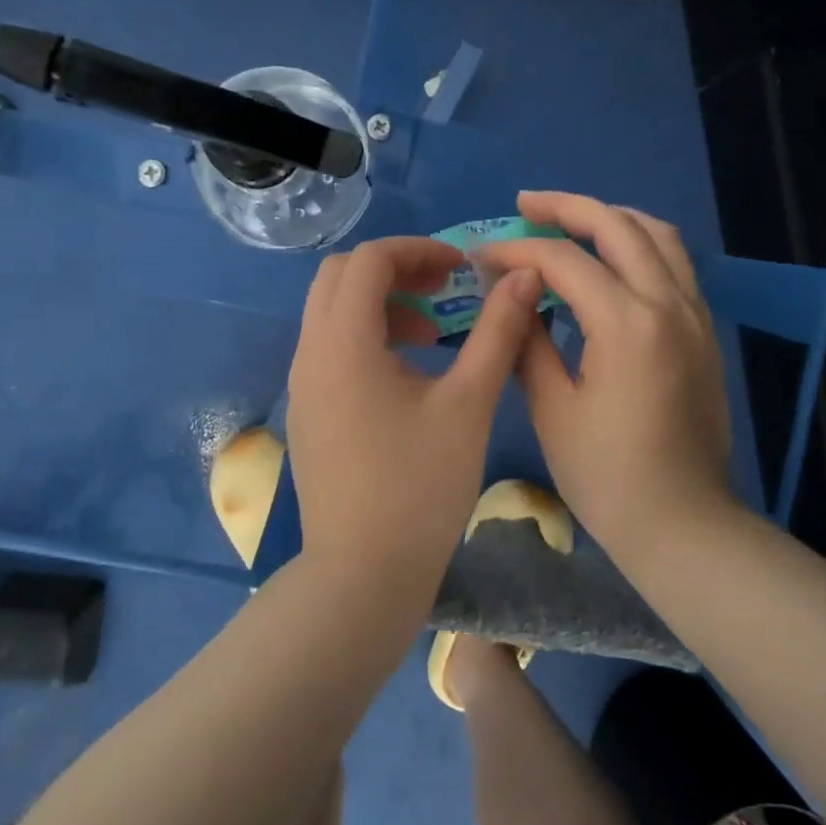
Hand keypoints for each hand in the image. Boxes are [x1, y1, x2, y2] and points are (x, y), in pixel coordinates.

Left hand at [285, 237, 543, 594]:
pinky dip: (366, 335)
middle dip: (395, 269)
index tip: (462, 268)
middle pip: (341, 276)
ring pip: (332, 311)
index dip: (419, 249)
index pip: (370, 259)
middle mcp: (310, 352)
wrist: (363, 575)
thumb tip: (523, 277)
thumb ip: (497, 332)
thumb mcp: (468, 404)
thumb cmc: (420, 487)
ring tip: (433, 331)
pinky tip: (408, 371)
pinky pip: (330, 346)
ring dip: (380, 303)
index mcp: (343, 342)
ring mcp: (302, 383)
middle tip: (444, 288)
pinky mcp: (308, 410)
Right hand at [476, 191, 734, 553]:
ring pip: (658, 234)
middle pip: (617, 225)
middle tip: (525, 204)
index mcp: (625, 324)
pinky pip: (675, 263)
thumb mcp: (551, 408)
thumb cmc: (606, 475)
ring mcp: (694, 314)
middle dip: (566, 207)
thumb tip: (513, 296)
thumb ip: (528, 340)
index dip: (516, 250)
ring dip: (611, 216)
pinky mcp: (704, 330)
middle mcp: (667, 303)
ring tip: (571, 219)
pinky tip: (612, 258)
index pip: (563, 260)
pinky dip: (640, 243)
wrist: (683, 522)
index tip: (481, 256)